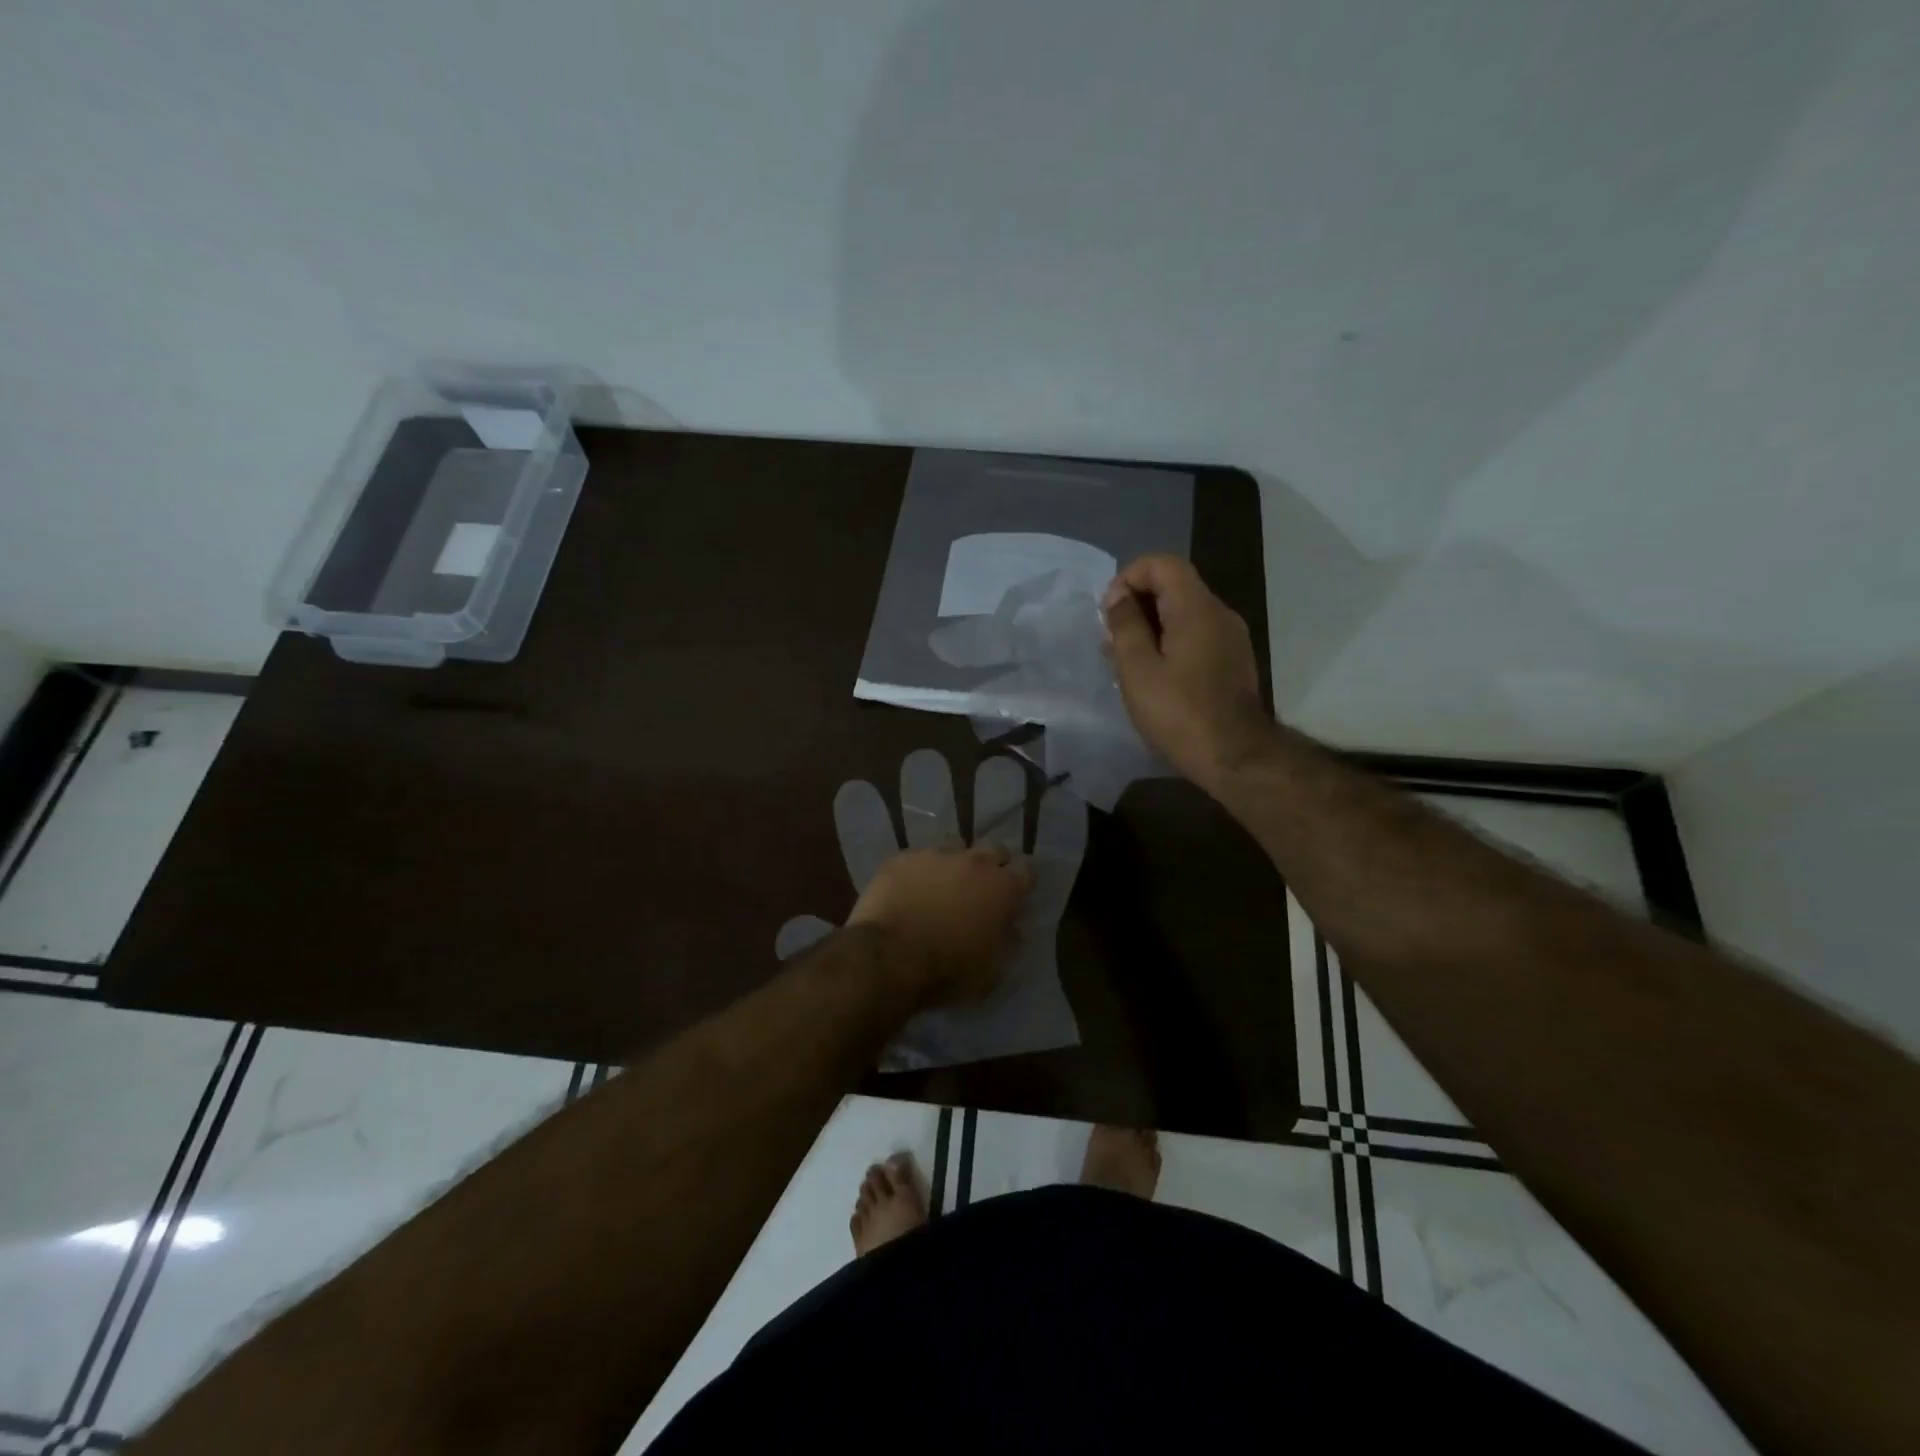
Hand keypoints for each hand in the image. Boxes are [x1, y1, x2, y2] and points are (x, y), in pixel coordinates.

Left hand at [849, 845, 1033, 1008]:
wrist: (890, 957)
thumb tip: (1010, 927)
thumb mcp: (992, 970)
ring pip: (955, 846)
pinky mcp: (904, 857)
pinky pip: (919, 857)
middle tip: (981, 889)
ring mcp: (937, 854)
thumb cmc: (949, 970)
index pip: (1028, 869)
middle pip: (994, 849)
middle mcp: (975, 862)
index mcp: (1003, 888)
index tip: (1016, 895)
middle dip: (992, 866)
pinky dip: (920, 870)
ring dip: (955, 863)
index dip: (1022, 881)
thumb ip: (1007, 941)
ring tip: (943, 885)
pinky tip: (909, 889)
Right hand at [1102, 554, 1271, 793]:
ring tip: (1126, 661)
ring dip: (1151, 626)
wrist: (1235, 757)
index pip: (1162, 564)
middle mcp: (1219, 614)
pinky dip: (1169, 642)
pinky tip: (1153, 675)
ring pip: (1184, 613)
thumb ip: (1125, 625)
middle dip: (1137, 604)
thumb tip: (1119, 597)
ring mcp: (1230, 638)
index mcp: (1197, 609)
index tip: (1109, 612)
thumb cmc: (1179, 713)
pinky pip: (1196, 635)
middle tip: (1112, 640)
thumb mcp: (1137, 669)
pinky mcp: (1232, 661)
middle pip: (1174, 586)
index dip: (1129, 577)